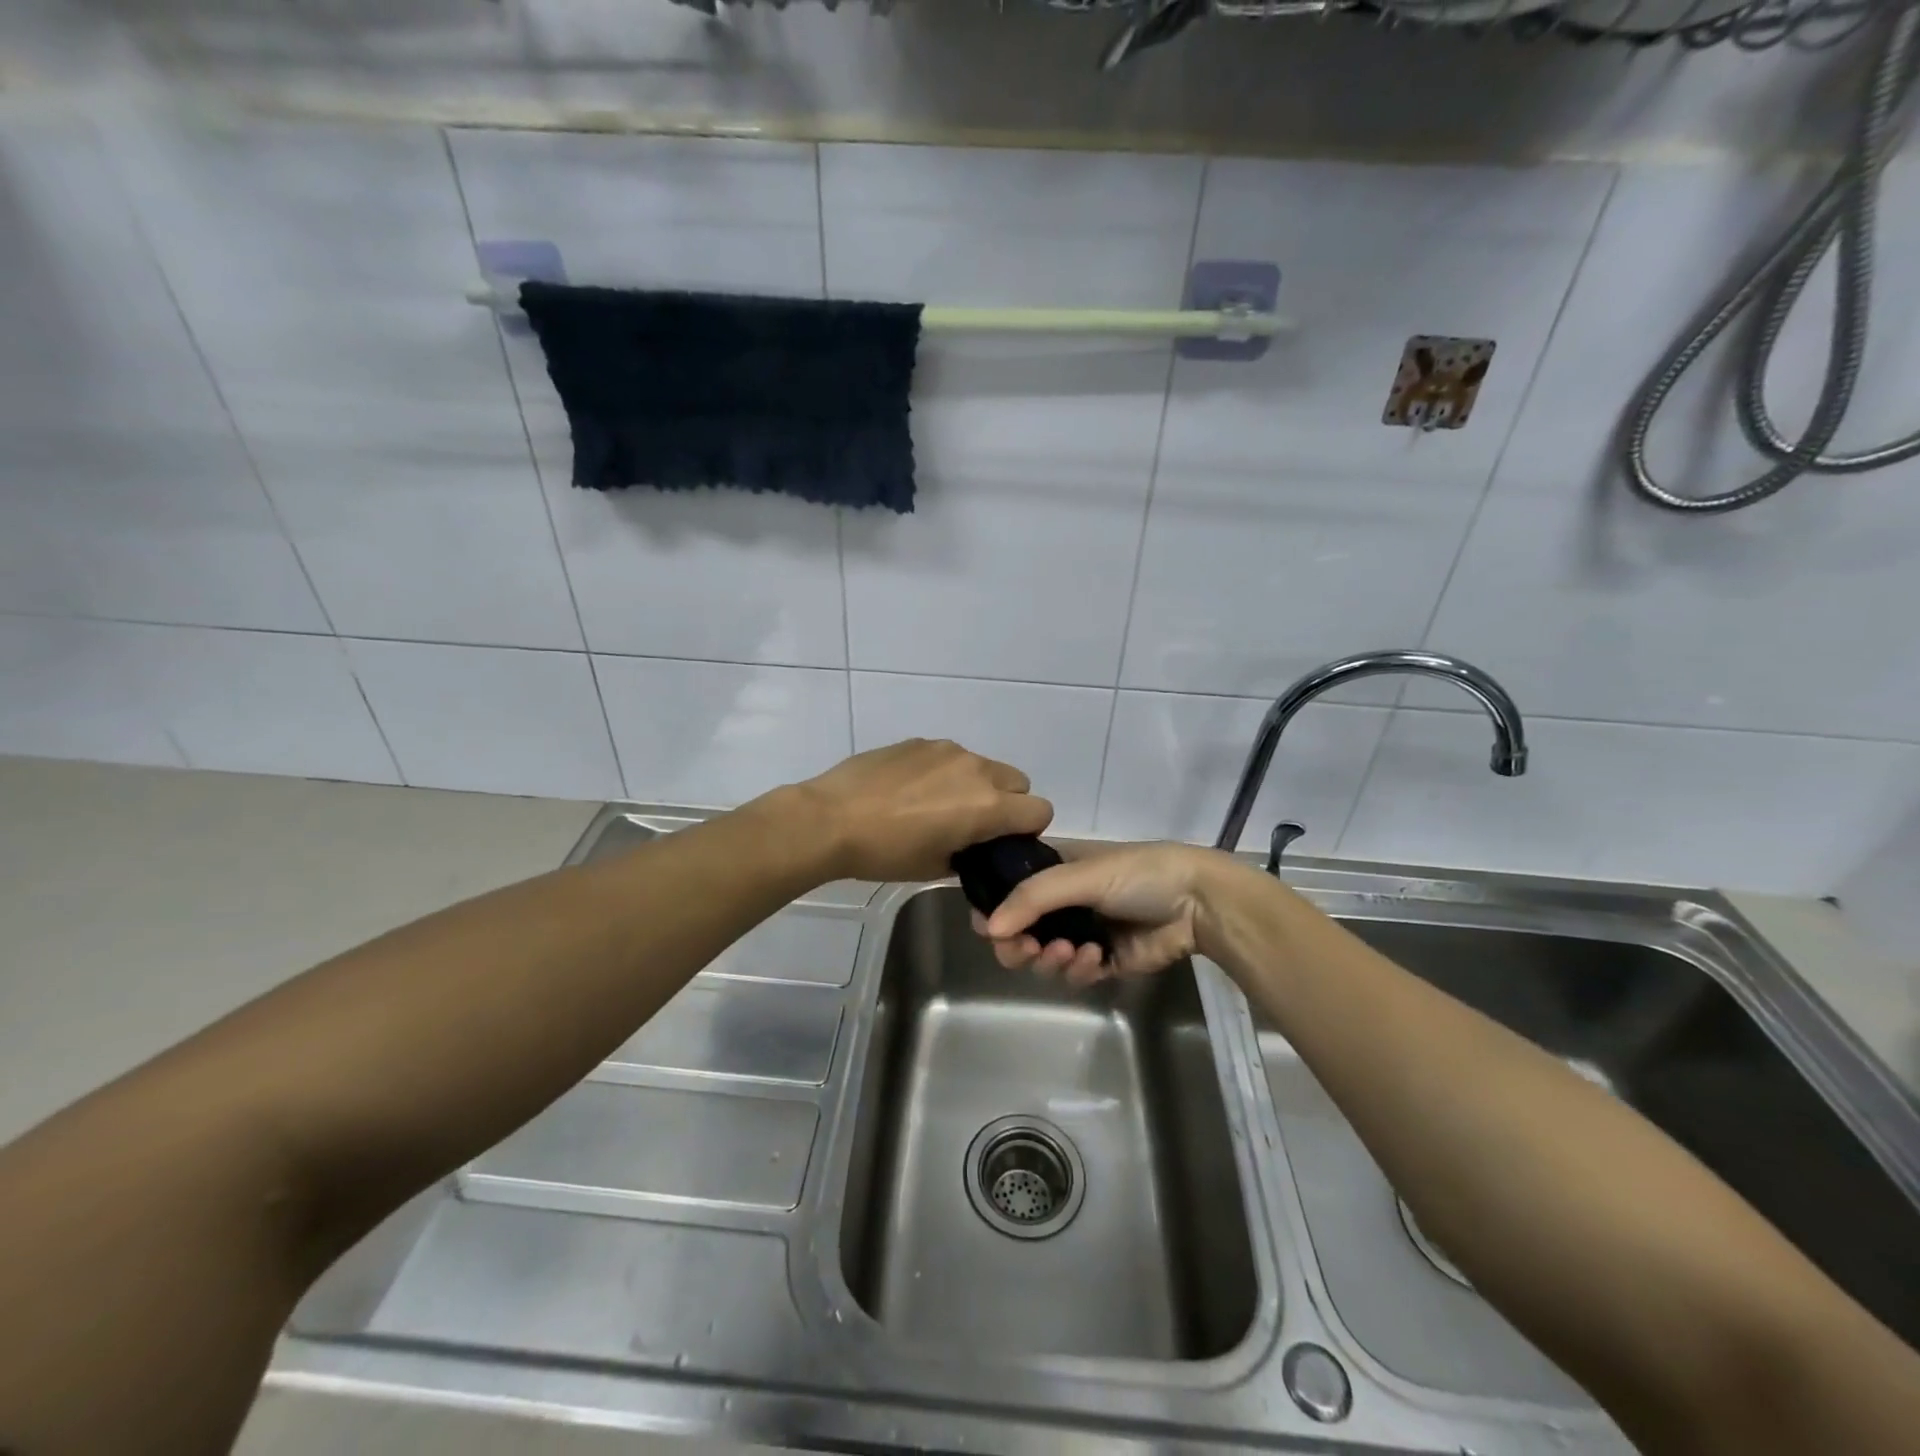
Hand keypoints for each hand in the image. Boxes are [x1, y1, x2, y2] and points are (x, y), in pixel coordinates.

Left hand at [792, 739, 1052, 882]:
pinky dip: (944, 773)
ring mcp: (947, 750)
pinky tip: (910, 790)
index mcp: (987, 806)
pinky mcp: (920, 741)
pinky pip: (950, 757)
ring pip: (983, 766)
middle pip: (1018, 782)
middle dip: (1007, 803)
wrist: (831, 819)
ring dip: (975, 785)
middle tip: (973, 824)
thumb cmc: (885, 853)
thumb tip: (974, 847)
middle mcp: (976, 770)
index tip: (1002, 842)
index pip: (1040, 811)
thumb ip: (969, 854)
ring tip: (935, 806)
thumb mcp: (935, 867)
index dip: (1027, 830)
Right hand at [975, 841, 1225, 986]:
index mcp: (1053, 871)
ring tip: (1071, 951)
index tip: (988, 927)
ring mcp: (1081, 932)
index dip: (994, 911)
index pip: (1008, 891)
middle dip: (1017, 944)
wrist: (1197, 903)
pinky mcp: (1103, 961)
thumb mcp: (1081, 875)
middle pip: (1019, 932)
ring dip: (1050, 959)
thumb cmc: (1138, 874)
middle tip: (1026, 949)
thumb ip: (1033, 898)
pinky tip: (1096, 958)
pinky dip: (1080, 969)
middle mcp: (1061, 902)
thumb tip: (988, 929)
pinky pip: (1074, 974)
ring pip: (1043, 958)